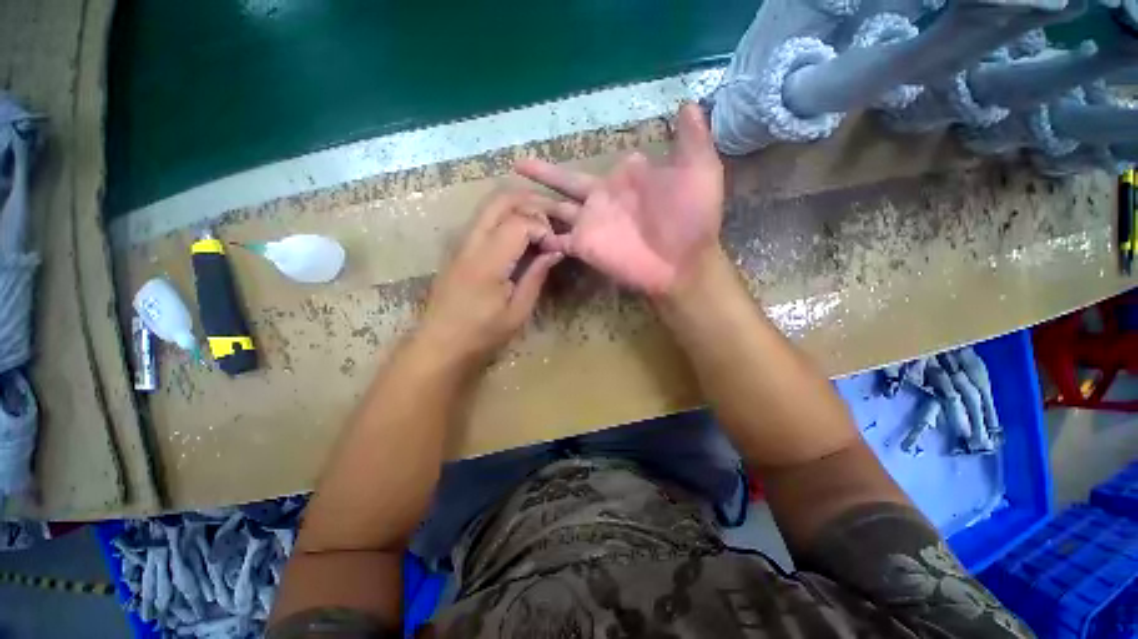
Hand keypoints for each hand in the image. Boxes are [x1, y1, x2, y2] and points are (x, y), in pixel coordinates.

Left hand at [418, 191, 562, 365]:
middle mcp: (471, 242)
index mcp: (487, 262)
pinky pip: (485, 218)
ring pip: (491, 204)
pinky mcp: (459, 247)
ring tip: (542, 224)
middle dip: (532, 202)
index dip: (543, 228)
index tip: (555, 247)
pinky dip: (507, 216)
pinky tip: (522, 235)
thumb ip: (536, 276)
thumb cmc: (481, 335)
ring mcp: (461, 242)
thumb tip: (555, 250)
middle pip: (501, 199)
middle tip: (554, 218)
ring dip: (519, 206)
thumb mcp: (517, 312)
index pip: (519, 222)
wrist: (439, 345)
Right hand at [515, 103, 724, 297]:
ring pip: (555, 210)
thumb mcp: (699, 171)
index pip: (593, 165)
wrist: (683, 263)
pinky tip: (518, 229)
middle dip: (542, 174)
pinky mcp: (584, 247)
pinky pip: (556, 240)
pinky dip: (540, 236)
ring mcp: (590, 224)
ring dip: (534, 204)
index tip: (558, 152)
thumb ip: (690, 139)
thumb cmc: (692, 218)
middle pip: (564, 184)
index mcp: (622, 180)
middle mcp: (601, 200)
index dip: (581, 160)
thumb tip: (688, 102)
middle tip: (517, 164)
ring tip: (507, 196)